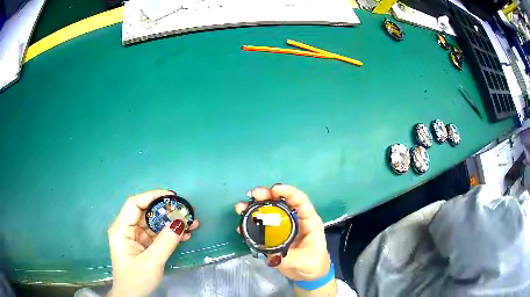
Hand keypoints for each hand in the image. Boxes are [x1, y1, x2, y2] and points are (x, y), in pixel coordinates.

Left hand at [108, 190, 198, 296]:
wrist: (132, 296)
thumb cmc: (136, 280)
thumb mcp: (151, 262)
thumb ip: (165, 242)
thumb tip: (180, 222)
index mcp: (121, 229)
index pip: (134, 204)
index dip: (152, 196)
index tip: (173, 197)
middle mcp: (127, 229)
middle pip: (146, 212)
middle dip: (167, 211)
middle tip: (186, 212)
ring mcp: (135, 237)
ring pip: (154, 223)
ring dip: (171, 223)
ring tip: (192, 224)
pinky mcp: (143, 244)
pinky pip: (157, 234)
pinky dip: (170, 234)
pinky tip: (185, 235)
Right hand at [235, 184, 330, 280]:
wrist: (309, 275)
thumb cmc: (314, 264)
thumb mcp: (305, 261)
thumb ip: (288, 258)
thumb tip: (271, 255)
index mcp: (308, 221)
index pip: (300, 201)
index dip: (288, 192)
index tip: (273, 189)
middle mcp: (295, 221)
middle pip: (281, 203)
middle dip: (267, 196)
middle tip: (253, 194)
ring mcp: (283, 229)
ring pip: (269, 213)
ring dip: (255, 208)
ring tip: (241, 207)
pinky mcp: (273, 237)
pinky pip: (261, 227)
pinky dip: (251, 224)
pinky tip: (241, 225)